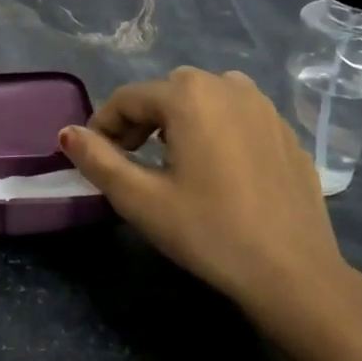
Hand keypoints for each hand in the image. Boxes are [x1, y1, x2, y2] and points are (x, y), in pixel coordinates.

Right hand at [59, 67, 361, 334]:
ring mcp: (265, 107)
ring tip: (173, 161)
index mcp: (189, 96)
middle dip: (141, 120)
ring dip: (180, 120)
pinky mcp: (287, 133)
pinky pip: (238, 117)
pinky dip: (216, 131)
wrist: (294, 273)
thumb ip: (97, 159)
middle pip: (167, 92)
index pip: (128, 99)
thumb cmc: (208, 231)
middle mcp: (229, 87)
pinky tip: (217, 172)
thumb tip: (67, 133)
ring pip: (205, 99)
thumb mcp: (139, 199)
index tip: (94, 158)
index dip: (103, 126)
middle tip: (130, 161)